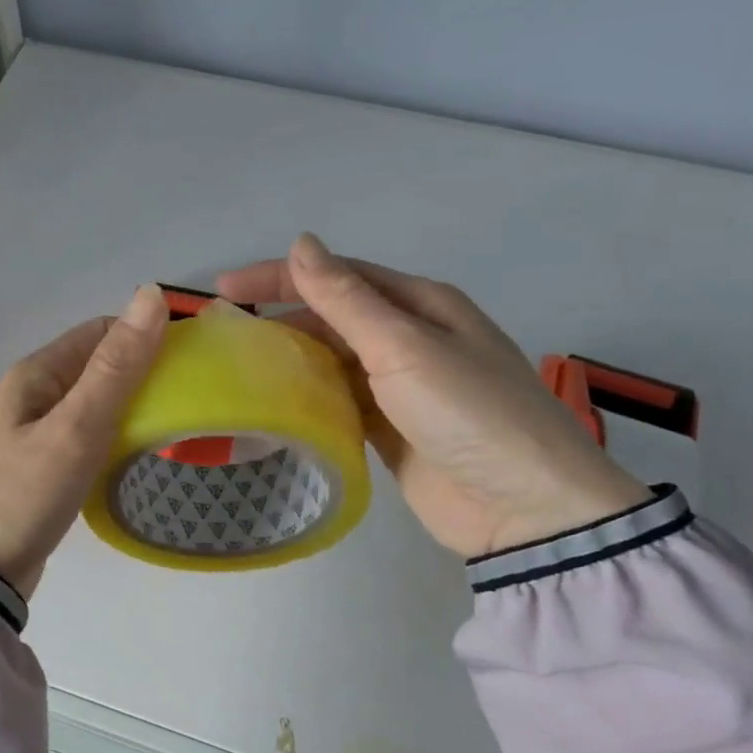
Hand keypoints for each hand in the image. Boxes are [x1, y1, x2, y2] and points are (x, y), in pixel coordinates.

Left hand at [0, 285, 169, 597]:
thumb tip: (151, 294)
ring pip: (99, 402)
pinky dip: (119, 435)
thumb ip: (116, 366)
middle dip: (146, 373)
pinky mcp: (46, 463)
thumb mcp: (76, 426)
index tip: (192, 361)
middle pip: (102, 366)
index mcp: (39, 372)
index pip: (103, 332)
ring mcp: (39, 430)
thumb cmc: (24, 492)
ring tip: (179, 424)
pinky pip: (91, 434)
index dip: (147, 336)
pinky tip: (143, 452)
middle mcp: (37, 392)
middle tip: (194, 398)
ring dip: (135, 406)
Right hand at [216, 234, 648, 558]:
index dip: (280, 276)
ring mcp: (401, 387)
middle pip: (333, 317)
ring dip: (291, 359)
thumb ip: (346, 298)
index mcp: (420, 305)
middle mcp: (411, 338)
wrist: (526, 509)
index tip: (225, 290)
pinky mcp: (392, 429)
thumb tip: (301, 243)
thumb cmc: (468, 413)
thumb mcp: (403, 347)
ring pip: (332, 360)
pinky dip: (308, 399)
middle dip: (281, 319)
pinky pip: (340, 402)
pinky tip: (275, 404)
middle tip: (225, 334)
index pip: (338, 276)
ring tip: (238, 368)